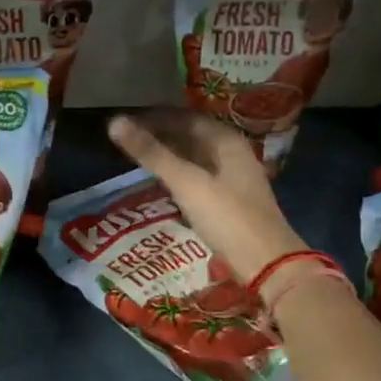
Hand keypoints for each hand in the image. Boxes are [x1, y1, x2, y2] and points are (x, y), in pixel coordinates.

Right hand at [108, 110, 308, 280]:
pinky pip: (199, 179)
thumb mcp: (186, 183)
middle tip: (128, 141)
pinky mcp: (229, 203)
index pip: (186, 118)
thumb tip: (114, 123)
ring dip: (169, 157)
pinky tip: (162, 185)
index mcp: (227, 142)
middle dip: (161, 136)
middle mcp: (232, 154)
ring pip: (195, 158)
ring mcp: (233, 180)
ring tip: (139, 160)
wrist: (266, 263)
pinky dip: (178, 176)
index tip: (127, 123)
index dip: (155, 118)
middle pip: (192, 136)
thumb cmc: (227, 217)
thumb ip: (152, 153)